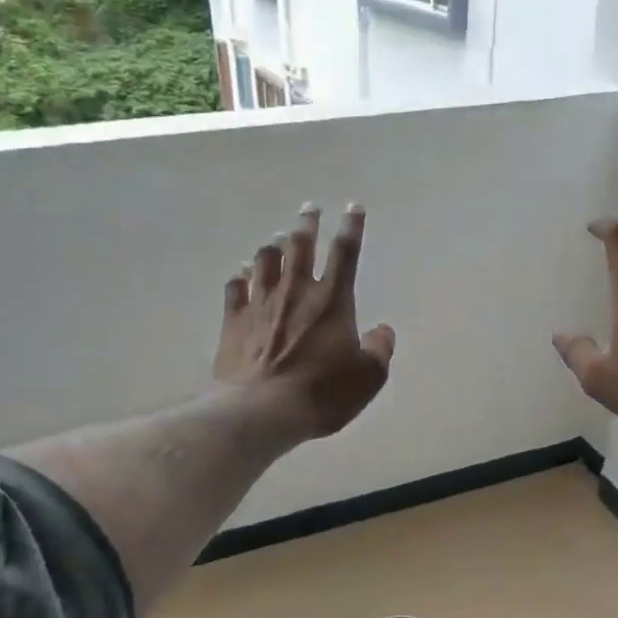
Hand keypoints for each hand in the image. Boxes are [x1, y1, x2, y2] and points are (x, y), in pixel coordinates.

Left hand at [215, 203, 395, 439]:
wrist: (261, 410)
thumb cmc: (321, 393)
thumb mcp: (367, 378)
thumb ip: (379, 350)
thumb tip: (383, 331)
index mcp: (332, 301)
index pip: (345, 253)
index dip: (351, 227)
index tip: (353, 207)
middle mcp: (295, 292)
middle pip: (300, 246)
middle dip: (307, 224)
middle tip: (309, 208)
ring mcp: (260, 304)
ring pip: (265, 260)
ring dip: (274, 246)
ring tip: (278, 238)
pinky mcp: (234, 321)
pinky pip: (235, 287)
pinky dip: (241, 276)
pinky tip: (242, 272)